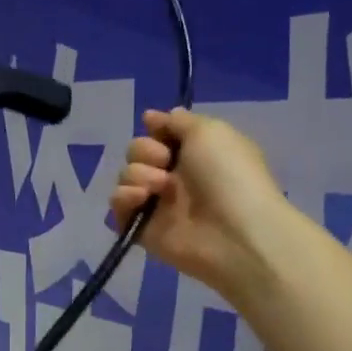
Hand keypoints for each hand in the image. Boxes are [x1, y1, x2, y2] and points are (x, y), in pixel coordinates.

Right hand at [110, 108, 293, 295]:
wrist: (234, 232)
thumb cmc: (229, 175)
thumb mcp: (210, 131)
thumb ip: (178, 121)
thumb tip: (152, 117)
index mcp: (194, 152)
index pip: (160, 134)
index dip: (156, 129)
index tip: (157, 128)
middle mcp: (174, 176)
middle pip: (137, 152)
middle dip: (145, 151)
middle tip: (165, 162)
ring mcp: (157, 204)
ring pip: (126, 176)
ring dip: (138, 174)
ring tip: (160, 187)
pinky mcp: (142, 229)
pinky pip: (117, 207)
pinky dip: (124, 198)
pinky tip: (141, 198)